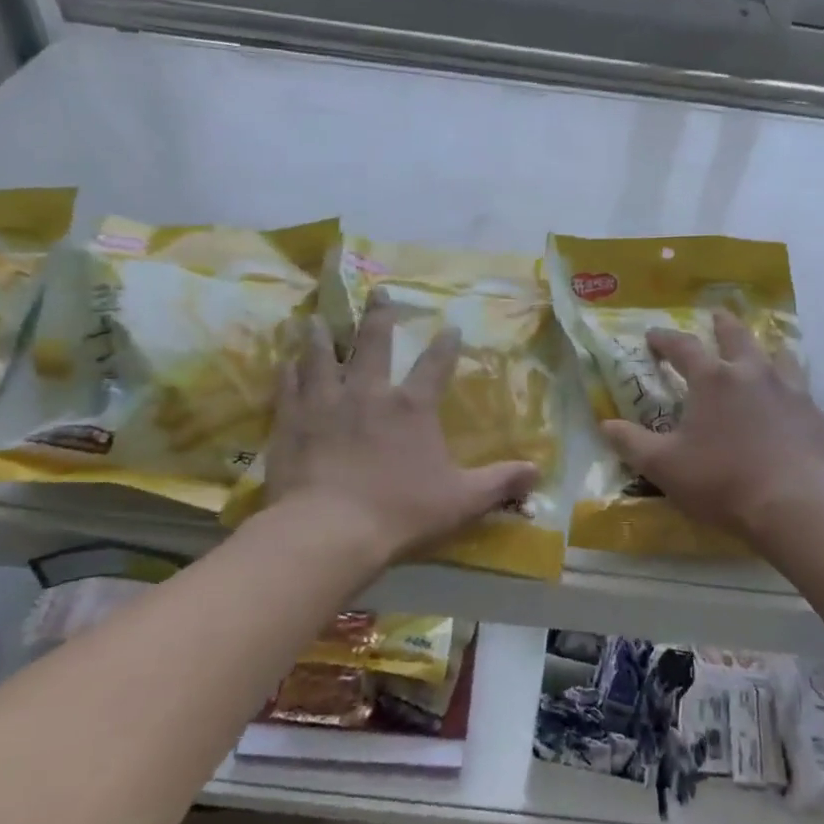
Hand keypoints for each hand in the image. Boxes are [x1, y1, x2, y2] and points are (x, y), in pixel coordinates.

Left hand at [263, 299, 540, 565]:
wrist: (329, 530)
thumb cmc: (401, 512)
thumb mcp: (462, 501)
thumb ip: (500, 483)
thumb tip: (538, 472)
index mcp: (412, 407)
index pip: (435, 365)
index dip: (445, 345)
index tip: (450, 327)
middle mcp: (368, 392)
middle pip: (373, 343)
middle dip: (378, 316)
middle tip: (377, 292)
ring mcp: (325, 402)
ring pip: (322, 355)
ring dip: (322, 335)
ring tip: (317, 319)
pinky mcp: (292, 420)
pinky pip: (289, 385)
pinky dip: (288, 370)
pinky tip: (285, 361)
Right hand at [601, 312, 823, 541]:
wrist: (797, 505)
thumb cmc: (722, 481)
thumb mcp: (664, 467)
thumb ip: (632, 443)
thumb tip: (606, 425)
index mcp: (713, 380)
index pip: (683, 347)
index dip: (665, 339)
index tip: (652, 335)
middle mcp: (753, 374)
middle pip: (737, 336)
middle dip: (722, 325)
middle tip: (716, 316)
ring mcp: (790, 391)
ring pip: (778, 356)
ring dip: (765, 349)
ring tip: (763, 351)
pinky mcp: (815, 415)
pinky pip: (800, 389)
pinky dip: (789, 386)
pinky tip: (789, 401)